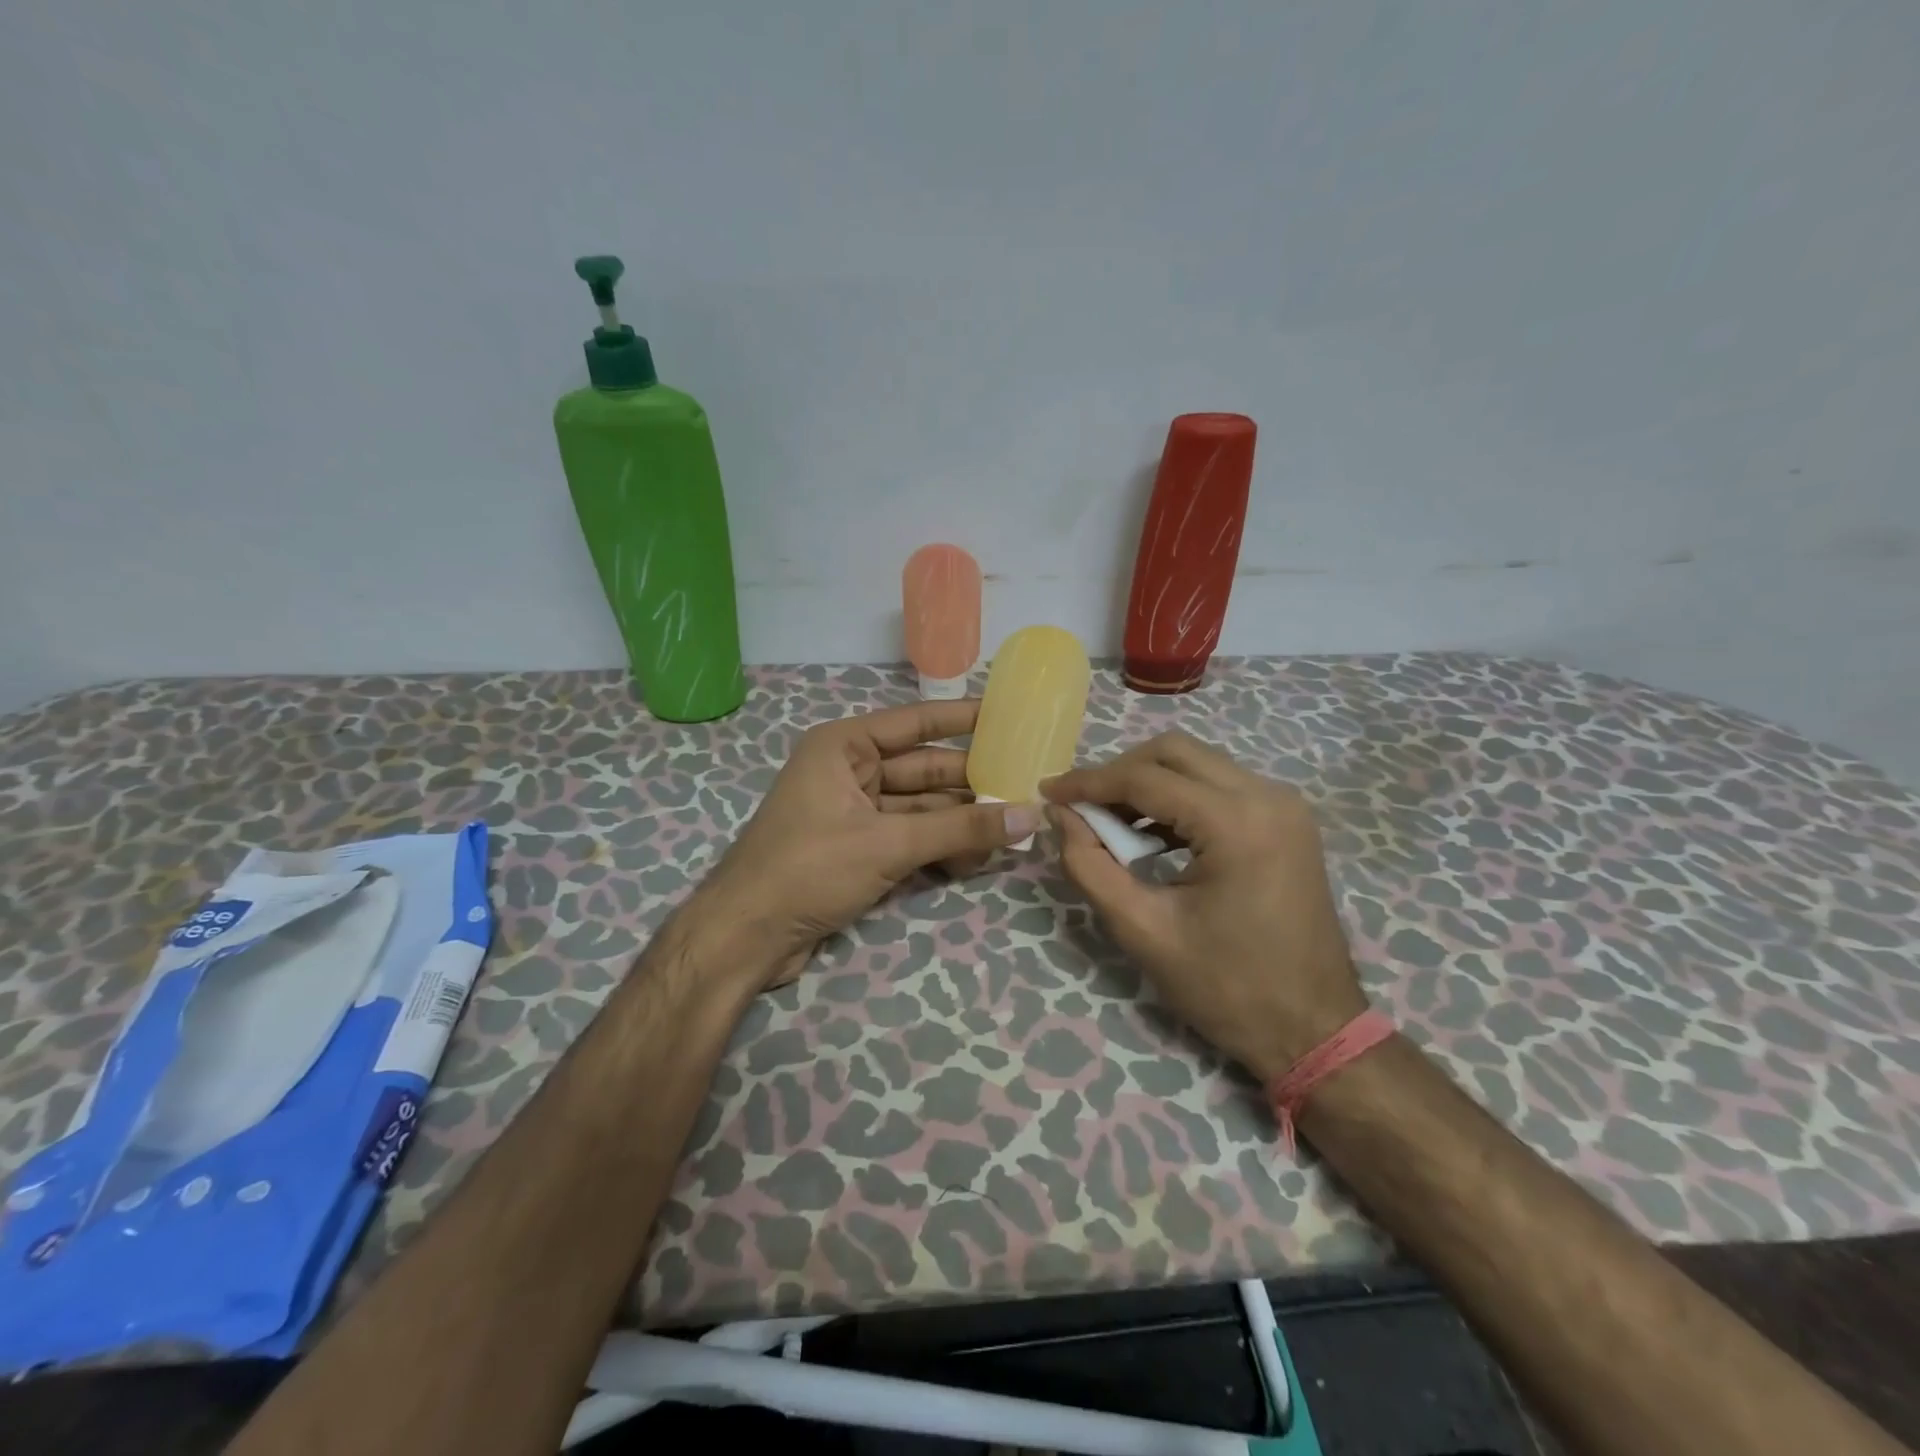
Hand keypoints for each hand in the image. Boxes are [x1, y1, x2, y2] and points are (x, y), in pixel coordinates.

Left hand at [698, 699, 1041, 989]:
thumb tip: (1030, 815)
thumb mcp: (888, 844)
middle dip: (971, 783)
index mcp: (844, 747)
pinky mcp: (857, 849)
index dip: (962, 718)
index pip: (915, 723)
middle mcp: (849, 771)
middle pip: (923, 770)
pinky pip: (908, 837)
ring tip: (1012, 829)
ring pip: (920, 808)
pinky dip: (938, 847)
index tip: (1008, 714)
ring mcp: (853, 812)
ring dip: (960, 822)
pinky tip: (975, 859)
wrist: (745, 937)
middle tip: (1026, 785)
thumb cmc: (808, 869)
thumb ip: (960, 830)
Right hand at [1042, 732, 1364, 1080]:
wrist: (1314, 1031)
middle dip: (1119, 773)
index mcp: (1236, 823)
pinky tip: (1152, 834)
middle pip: (1174, 752)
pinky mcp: (1287, 821)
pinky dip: (1179, 799)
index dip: (1089, 783)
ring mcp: (1283, 806)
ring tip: (1109, 823)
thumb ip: (1089, 865)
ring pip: (1198, 764)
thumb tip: (1059, 815)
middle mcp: (1267, 797)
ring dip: (1148, 783)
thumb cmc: (1226, 988)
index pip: (1145, 779)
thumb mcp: (1142, 930)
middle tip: (1081, 806)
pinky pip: (1220, 787)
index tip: (1048, 793)